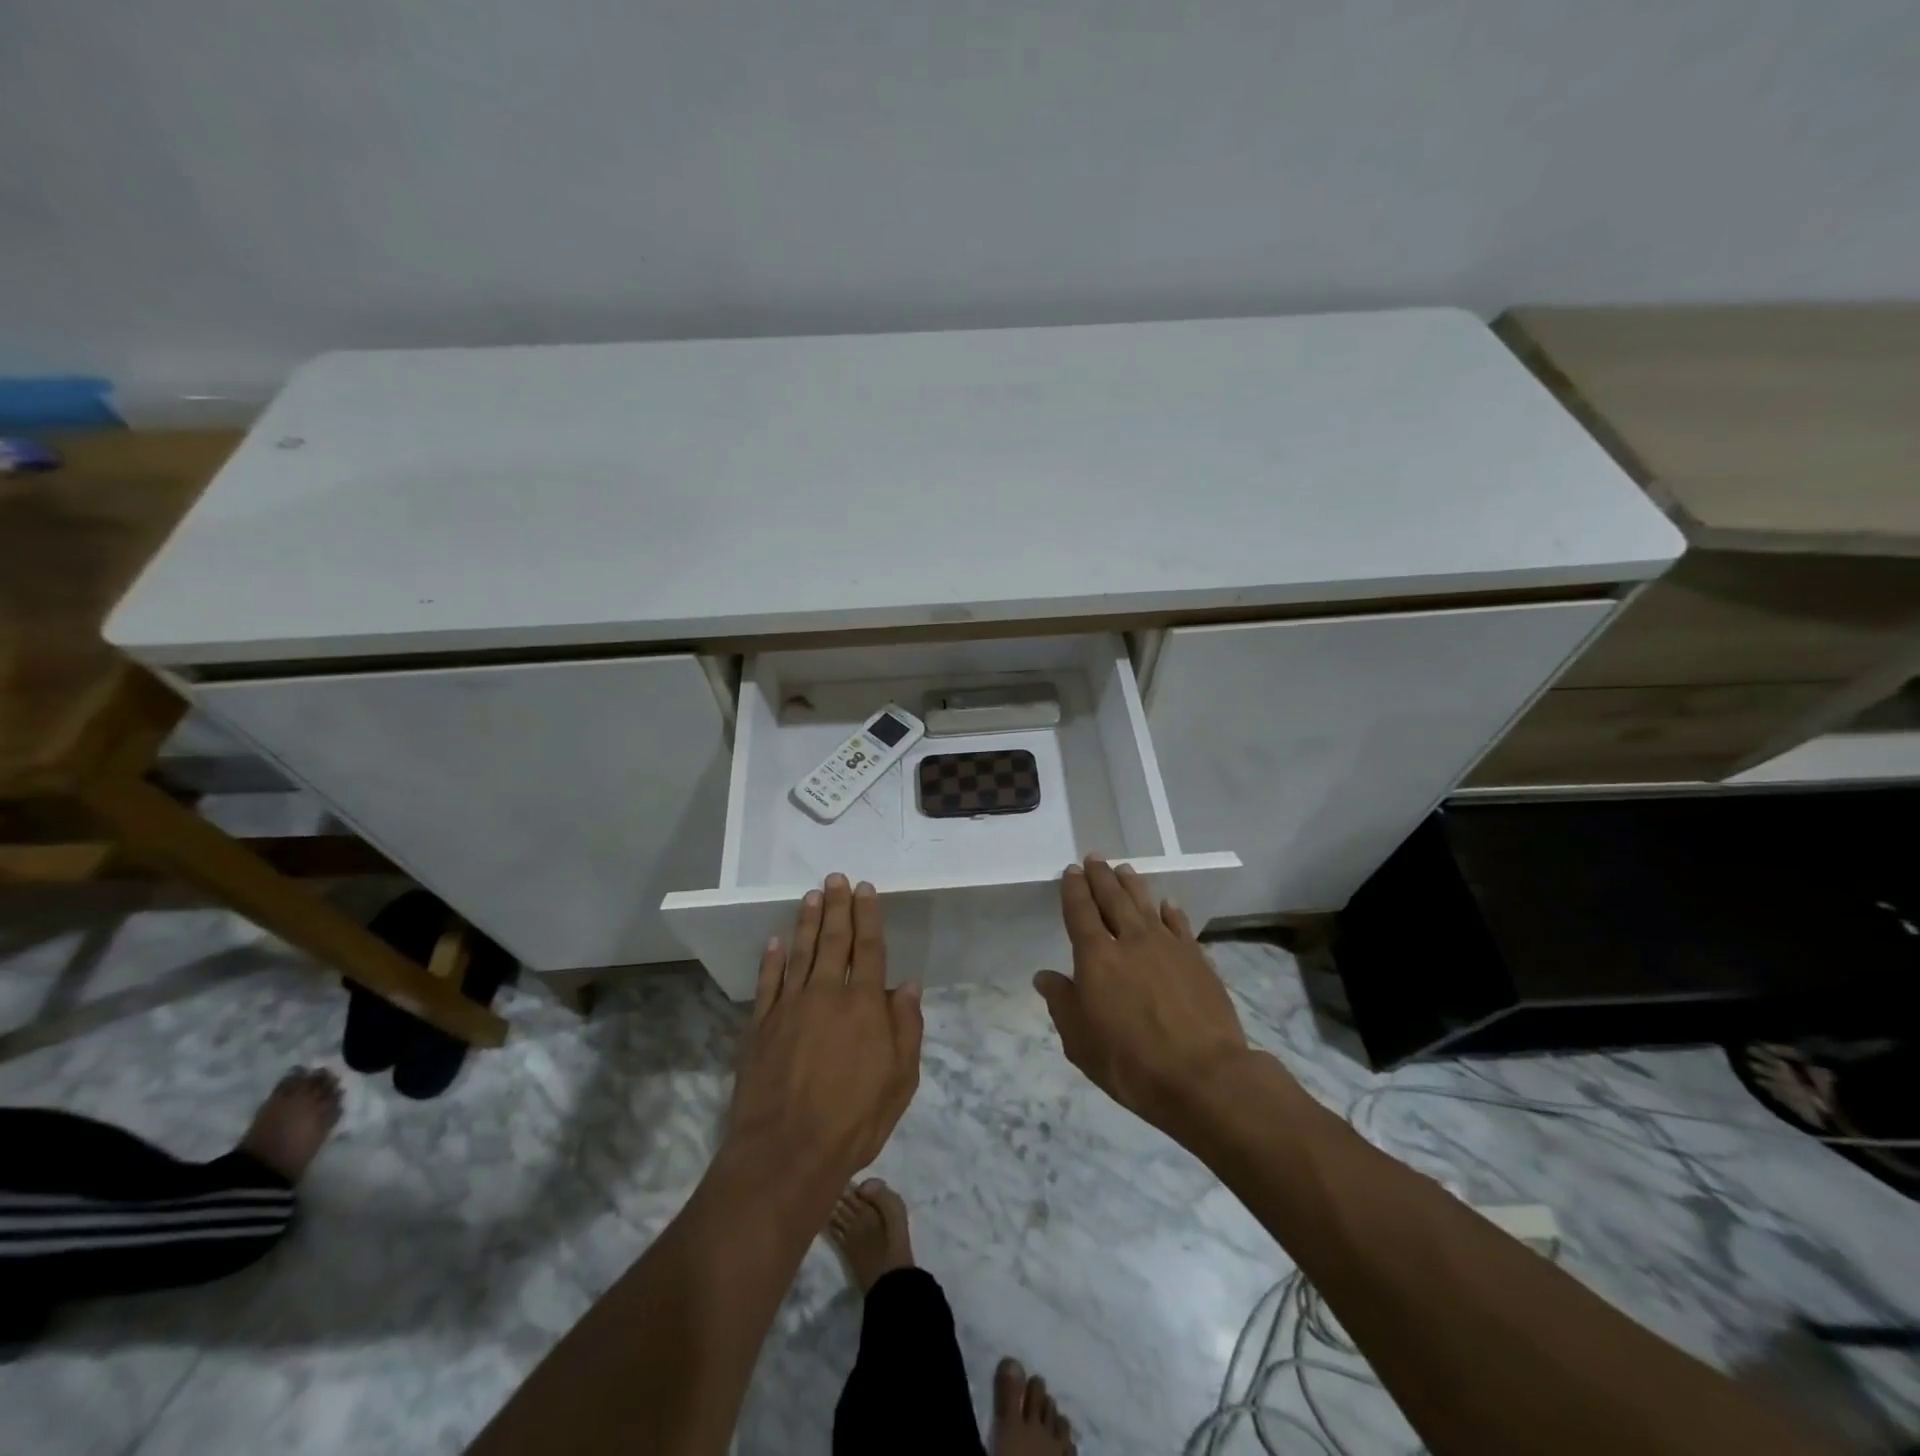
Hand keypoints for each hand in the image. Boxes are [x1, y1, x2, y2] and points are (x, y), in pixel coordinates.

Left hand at [729, 874, 923, 1179]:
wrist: (787, 1152)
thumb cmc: (854, 1119)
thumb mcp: (901, 1080)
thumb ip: (906, 1028)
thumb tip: (908, 985)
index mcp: (865, 1005)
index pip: (869, 948)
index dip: (868, 916)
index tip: (865, 889)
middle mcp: (827, 994)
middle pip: (834, 940)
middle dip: (837, 906)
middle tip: (836, 878)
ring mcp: (790, 1007)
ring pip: (800, 952)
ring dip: (807, 921)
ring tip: (811, 895)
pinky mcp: (761, 1025)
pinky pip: (768, 982)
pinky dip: (772, 959)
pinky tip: (775, 942)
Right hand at [1034, 856, 1256, 1134]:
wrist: (1202, 1076)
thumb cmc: (1130, 1063)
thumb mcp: (1080, 1041)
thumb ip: (1062, 1003)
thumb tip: (1045, 976)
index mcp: (1096, 957)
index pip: (1080, 911)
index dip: (1074, 889)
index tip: (1071, 871)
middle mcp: (1131, 941)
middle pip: (1113, 899)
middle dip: (1101, 876)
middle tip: (1095, 858)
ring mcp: (1168, 946)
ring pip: (1146, 905)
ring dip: (1133, 885)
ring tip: (1125, 869)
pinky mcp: (1197, 959)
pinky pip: (1180, 925)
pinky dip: (1171, 912)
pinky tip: (1167, 904)